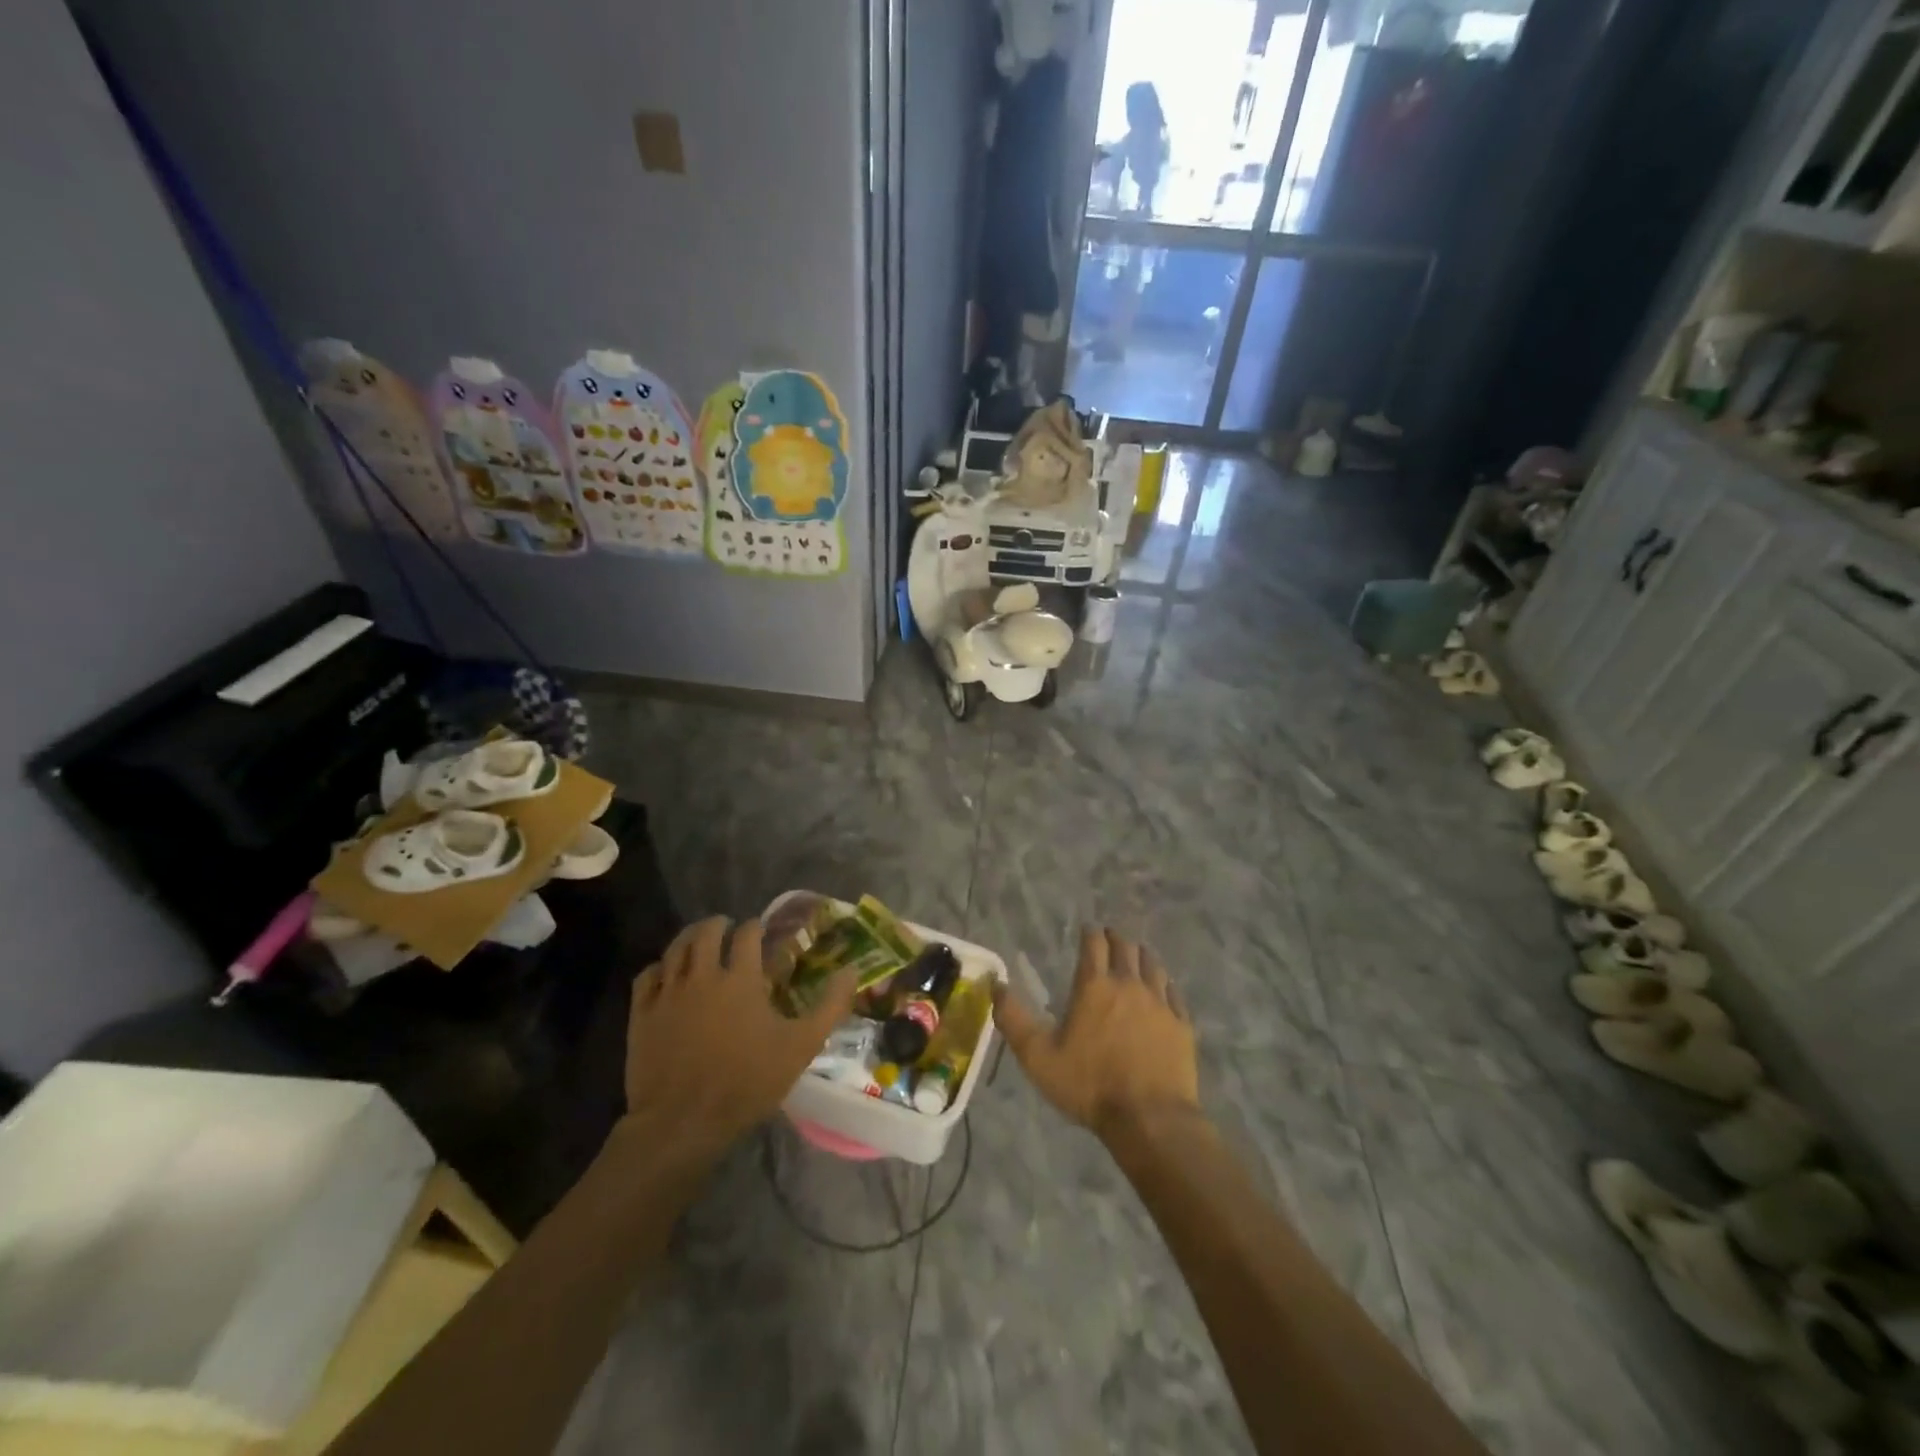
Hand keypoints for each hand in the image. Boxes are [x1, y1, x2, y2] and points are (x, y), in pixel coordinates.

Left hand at [623, 916, 856, 1157]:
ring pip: (675, 949)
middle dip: (719, 924)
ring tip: (698, 940)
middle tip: (728, 928)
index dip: (756, 927)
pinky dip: (659, 967)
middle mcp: (702, 975)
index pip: (747, 934)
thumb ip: (830, 1006)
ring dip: (689, 937)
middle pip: (706, 932)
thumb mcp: (801, 1046)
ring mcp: (668, 993)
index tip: (761, 930)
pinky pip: (647, 976)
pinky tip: (666, 973)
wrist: (683, 1122)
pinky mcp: (642, 1014)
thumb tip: (851, 971)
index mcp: (740, 978)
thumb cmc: (747, 1081)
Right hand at [992, 928, 1200, 1144]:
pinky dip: (1165, 984)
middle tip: (1109, 938)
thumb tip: (996, 984)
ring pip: (1153, 965)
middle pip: (1125, 948)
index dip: (1090, 933)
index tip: (1087, 929)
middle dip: (1115, 939)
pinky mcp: (1182, 1024)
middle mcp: (1129, 984)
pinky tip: (1164, 989)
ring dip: (1141, 956)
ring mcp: (1160, 1003)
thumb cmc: (1089, 1085)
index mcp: (1095, 986)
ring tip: (1136, 956)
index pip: (1094, 944)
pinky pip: (1174, 993)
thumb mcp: (1038, 1057)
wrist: (1150, 1119)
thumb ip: (1013, 1019)